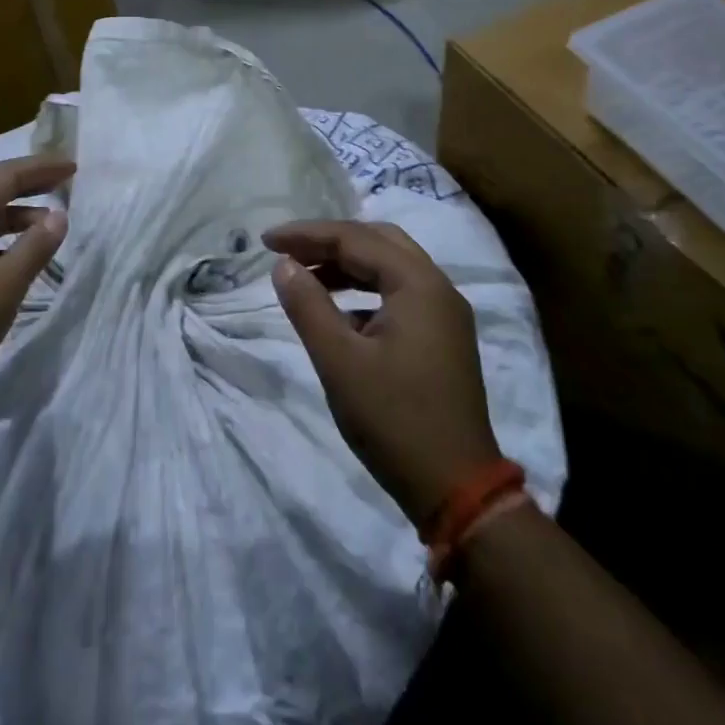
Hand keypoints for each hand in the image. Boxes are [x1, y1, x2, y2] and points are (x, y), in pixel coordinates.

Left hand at [0, 154, 72, 408]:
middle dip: (27, 188)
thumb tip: (59, 216)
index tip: (72, 166)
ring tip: (47, 226)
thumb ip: (35, 246)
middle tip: (64, 184)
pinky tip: (12, 258)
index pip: (3, 176)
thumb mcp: (5, 286)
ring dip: (11, 218)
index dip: (40, 169)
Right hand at [264, 220, 501, 527]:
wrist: (458, 489)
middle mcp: (438, 288)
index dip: (307, 235)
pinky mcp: (444, 338)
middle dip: (330, 242)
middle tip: (289, 251)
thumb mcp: (339, 362)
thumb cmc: (394, 420)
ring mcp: (445, 314)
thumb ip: (308, 306)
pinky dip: (366, 291)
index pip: (355, 238)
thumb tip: (284, 265)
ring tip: (306, 278)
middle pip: (378, 242)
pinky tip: (339, 314)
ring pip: (391, 267)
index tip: (266, 241)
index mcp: (418, 284)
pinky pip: (400, 294)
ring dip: (348, 266)